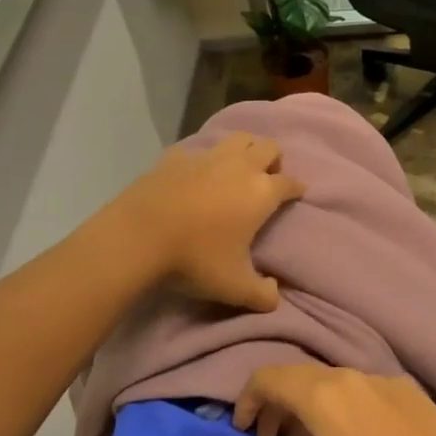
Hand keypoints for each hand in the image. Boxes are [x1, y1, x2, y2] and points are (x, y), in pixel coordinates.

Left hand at [115, 133, 303, 311]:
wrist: (138, 237)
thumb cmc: (196, 259)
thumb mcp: (235, 287)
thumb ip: (262, 295)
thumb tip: (275, 296)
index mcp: (261, 193)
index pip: (290, 182)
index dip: (297, 189)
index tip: (297, 194)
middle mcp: (239, 167)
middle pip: (268, 147)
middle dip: (274, 160)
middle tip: (267, 179)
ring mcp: (206, 157)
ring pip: (238, 139)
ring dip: (245, 149)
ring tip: (238, 170)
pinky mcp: (175, 157)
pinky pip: (199, 150)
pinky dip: (205, 159)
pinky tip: (197, 175)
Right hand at [210, 365, 435, 435]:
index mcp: (320, 397)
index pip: (266, 378)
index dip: (247, 401)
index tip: (247, 431)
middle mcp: (346, 376)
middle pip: (294, 376)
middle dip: (275, 405)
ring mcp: (378, 377)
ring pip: (327, 380)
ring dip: (305, 404)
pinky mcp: (402, 386)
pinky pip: (356, 385)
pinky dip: (338, 403)